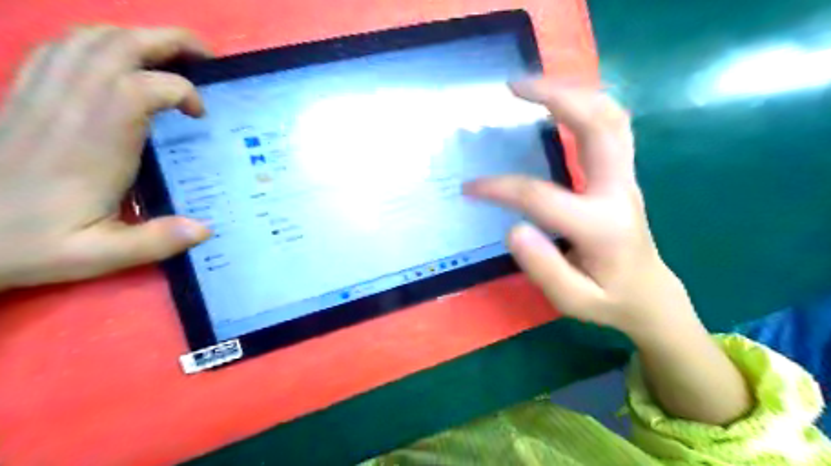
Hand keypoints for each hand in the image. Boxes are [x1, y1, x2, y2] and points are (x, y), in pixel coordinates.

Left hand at [0, 25, 210, 290]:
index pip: (141, 88)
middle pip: (117, 46)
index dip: (181, 90)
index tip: (200, 116)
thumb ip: (156, 241)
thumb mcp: (98, 256)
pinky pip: (62, 47)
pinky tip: (120, 60)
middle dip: (169, 40)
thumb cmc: (30, 243)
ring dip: (137, 37)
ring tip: (171, 55)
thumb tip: (206, 229)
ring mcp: (41, 94)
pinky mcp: (26, 94)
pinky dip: (99, 42)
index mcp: (94, 144)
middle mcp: (67, 107)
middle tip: (205, 57)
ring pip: (89, 38)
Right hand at [465, 81, 696, 340]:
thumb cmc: (610, 300)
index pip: (541, 196)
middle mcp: (618, 191)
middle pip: (598, 125)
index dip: (500, 188)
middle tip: (513, 87)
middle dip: (555, 96)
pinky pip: (610, 125)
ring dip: (572, 92)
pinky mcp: (622, 174)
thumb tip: (514, 228)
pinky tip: (558, 103)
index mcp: (601, 226)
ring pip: (611, 116)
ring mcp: (625, 177)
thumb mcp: (573, 301)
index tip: (470, 187)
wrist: (651, 295)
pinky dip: (584, 104)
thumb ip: (544, 268)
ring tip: (532, 86)